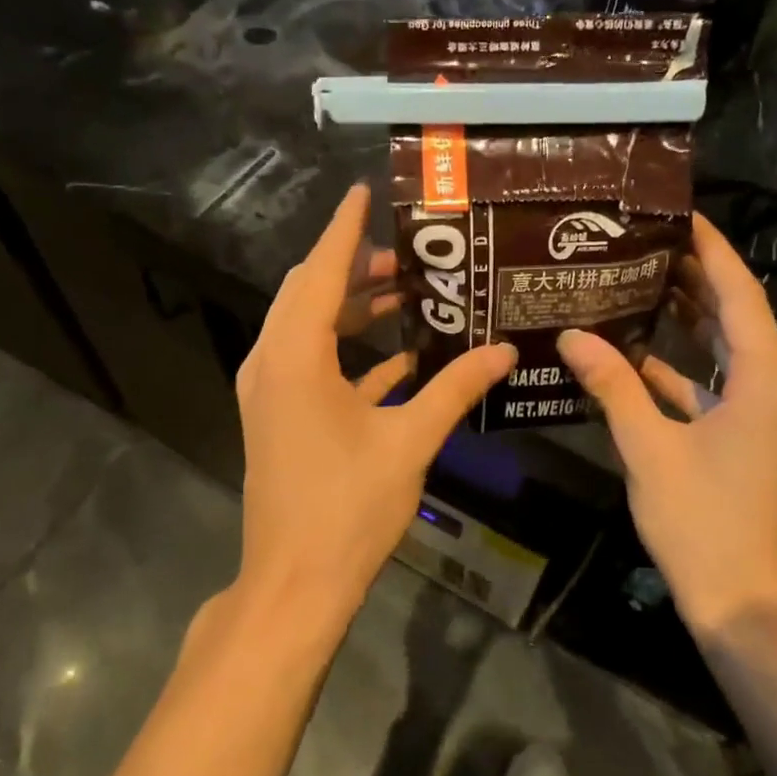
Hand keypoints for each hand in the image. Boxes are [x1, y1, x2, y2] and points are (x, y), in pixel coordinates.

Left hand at [234, 184, 515, 625]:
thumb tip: (505, 351)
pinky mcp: (280, 416)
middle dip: (356, 268)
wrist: (295, 583)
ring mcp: (271, 391)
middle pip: (310, 293)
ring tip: (408, 295)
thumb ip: (455, 388)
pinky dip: (350, 353)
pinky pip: (313, 366)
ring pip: (310, 328)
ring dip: (354, 310)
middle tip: (410, 257)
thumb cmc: (348, 507)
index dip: (344, 229)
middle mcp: (273, 362)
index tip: (364, 192)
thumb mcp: (409, 441)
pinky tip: (400, 358)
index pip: (322, 272)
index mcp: (296, 356)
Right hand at [557, 214, 776, 638]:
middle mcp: (776, 388)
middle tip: (648, 243)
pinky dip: (684, 370)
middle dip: (696, 278)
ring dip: (690, 321)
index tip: (681, 214)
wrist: (744, 601)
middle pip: (737, 317)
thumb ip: (612, 386)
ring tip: (642, 282)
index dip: (711, 251)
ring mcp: (766, 415)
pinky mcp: (750, 438)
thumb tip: (572, 336)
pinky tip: (639, 355)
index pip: (740, 295)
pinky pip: (718, 386)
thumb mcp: (649, 448)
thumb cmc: (702, 521)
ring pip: (727, 351)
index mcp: (766, 380)